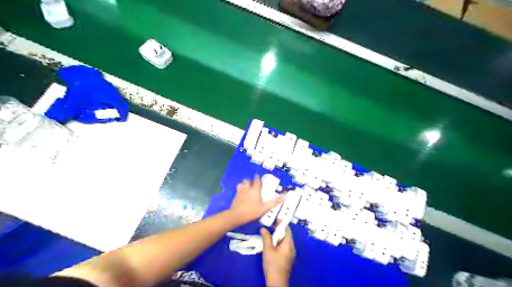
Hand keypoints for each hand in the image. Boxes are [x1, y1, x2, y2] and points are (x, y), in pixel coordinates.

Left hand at [229, 175, 281, 224]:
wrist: (237, 215)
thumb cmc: (252, 211)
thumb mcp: (265, 208)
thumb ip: (274, 202)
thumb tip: (284, 197)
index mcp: (255, 189)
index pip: (257, 180)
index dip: (258, 178)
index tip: (259, 178)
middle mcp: (248, 188)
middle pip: (248, 181)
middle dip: (251, 181)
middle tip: (253, 184)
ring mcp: (240, 191)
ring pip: (242, 183)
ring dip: (244, 184)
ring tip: (246, 187)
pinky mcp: (235, 196)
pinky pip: (238, 189)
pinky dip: (240, 190)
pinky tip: (241, 194)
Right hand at [260, 224, 296, 286]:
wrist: (277, 282)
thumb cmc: (273, 264)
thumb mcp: (268, 249)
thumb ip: (266, 237)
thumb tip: (264, 228)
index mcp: (289, 243)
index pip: (287, 229)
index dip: (281, 223)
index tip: (274, 218)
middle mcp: (291, 247)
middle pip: (286, 234)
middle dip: (278, 229)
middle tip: (269, 226)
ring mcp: (290, 253)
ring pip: (284, 240)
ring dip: (277, 236)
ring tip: (268, 234)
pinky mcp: (287, 258)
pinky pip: (283, 246)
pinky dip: (277, 242)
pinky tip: (271, 244)